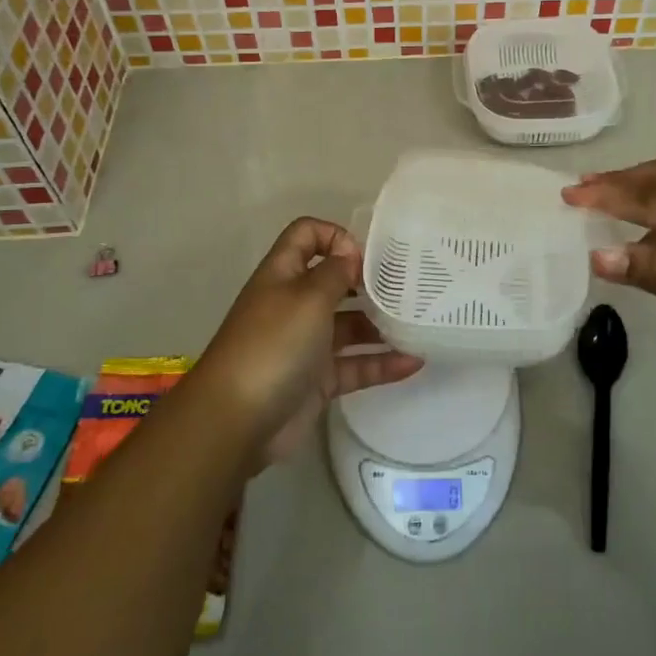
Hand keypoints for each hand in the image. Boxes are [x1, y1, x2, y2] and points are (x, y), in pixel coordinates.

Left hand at [196, 217, 422, 463]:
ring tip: (418, 324)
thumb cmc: (273, 344)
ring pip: (349, 326)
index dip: (335, 235)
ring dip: (381, 325)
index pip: (306, 235)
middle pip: (334, 280)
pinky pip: (355, 365)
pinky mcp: (318, 380)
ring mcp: (306, 344)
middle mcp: (294, 304)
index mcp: (283, 274)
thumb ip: (335, 272)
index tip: (366, 257)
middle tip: (406, 286)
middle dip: (368, 281)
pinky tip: (414, 362)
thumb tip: (351, 256)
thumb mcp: (308, 297)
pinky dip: (382, 363)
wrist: (237, 420)